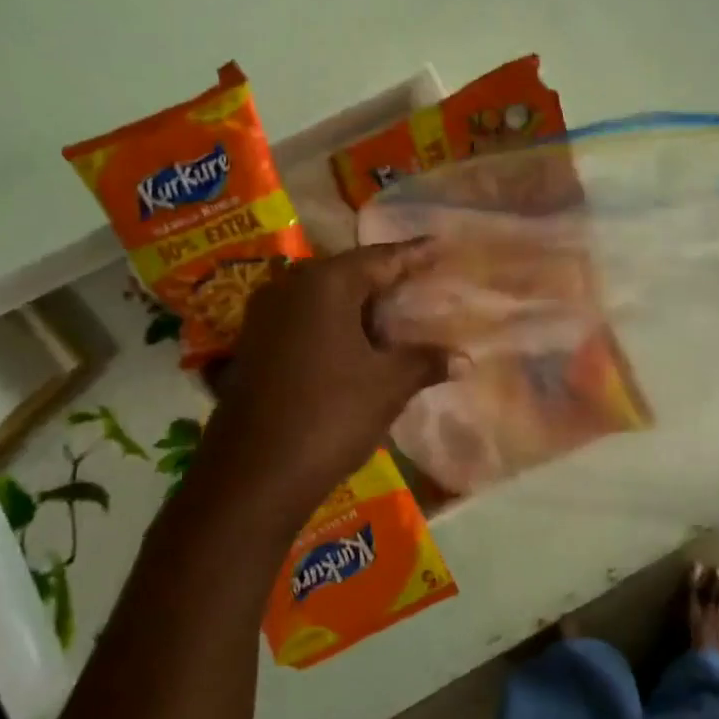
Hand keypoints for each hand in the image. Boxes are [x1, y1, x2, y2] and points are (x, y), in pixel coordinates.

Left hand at [191, 242, 449, 530]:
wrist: (254, 473)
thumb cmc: (330, 414)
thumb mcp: (388, 385)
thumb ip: (426, 361)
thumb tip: (465, 358)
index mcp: (324, 284)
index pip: (380, 258)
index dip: (414, 254)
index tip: (439, 244)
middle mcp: (288, 289)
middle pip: (348, 275)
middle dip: (386, 282)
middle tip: (422, 284)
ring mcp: (264, 319)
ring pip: (324, 301)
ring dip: (360, 309)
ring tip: (396, 318)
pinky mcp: (254, 349)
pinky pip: (305, 324)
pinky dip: (336, 329)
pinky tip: (358, 349)